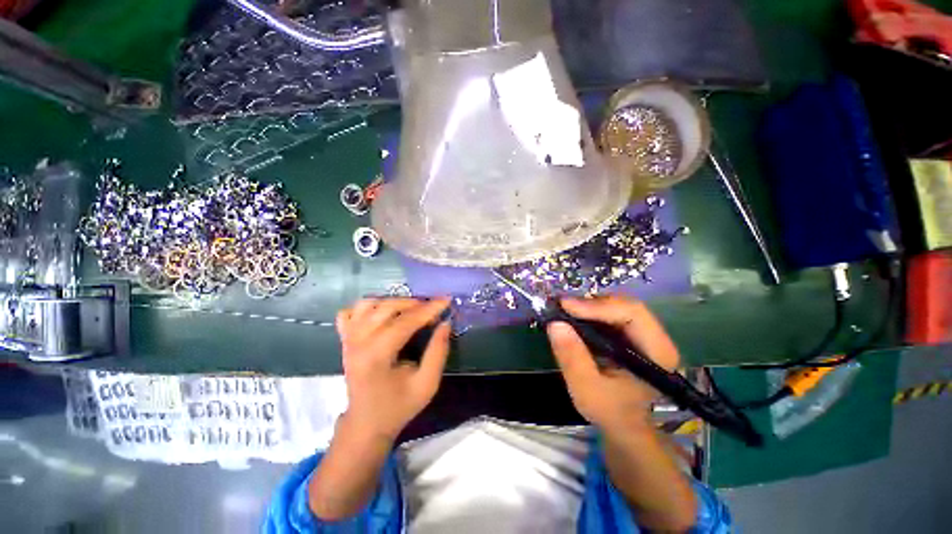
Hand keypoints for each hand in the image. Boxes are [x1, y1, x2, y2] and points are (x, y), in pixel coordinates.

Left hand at [336, 297, 450, 441]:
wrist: (366, 424)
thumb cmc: (398, 407)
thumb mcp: (427, 384)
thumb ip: (438, 352)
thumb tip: (445, 324)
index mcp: (377, 355)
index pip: (405, 322)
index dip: (429, 309)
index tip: (446, 300)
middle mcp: (358, 342)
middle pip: (387, 307)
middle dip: (415, 304)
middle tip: (432, 310)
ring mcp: (348, 339)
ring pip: (369, 304)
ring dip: (394, 302)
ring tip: (411, 310)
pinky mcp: (344, 340)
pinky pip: (351, 312)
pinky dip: (368, 307)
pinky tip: (383, 313)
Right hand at [547, 296, 679, 432]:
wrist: (623, 423)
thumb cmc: (610, 411)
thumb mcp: (586, 389)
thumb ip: (572, 358)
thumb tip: (555, 324)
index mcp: (656, 353)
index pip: (633, 314)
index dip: (599, 306)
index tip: (566, 306)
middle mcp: (656, 338)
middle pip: (626, 305)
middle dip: (592, 303)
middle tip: (563, 306)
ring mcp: (644, 334)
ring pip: (618, 305)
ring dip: (590, 305)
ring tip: (565, 310)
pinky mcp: (631, 334)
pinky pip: (611, 312)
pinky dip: (591, 311)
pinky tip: (575, 315)